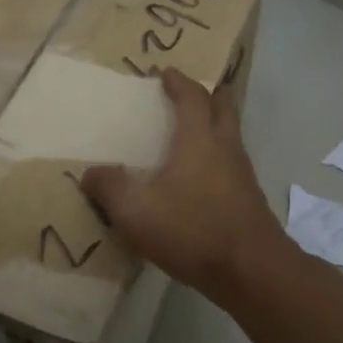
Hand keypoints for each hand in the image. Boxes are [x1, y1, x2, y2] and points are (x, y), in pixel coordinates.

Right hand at [81, 68, 281, 300]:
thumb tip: (90, 173)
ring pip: (231, 136)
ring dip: (216, 125)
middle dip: (209, 94)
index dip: (179, 81)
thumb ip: (109, 187)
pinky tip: (202, 178)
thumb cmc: (192, 229)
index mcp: (199, 139)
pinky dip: (218, 156)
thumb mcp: (136, 210)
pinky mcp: (249, 200)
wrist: (251, 270)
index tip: (167, 72)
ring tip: (195, 131)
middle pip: (223, 107)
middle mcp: (225, 147)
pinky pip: (232, 164)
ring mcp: (242, 174)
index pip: (192, 97)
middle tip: (192, 90)